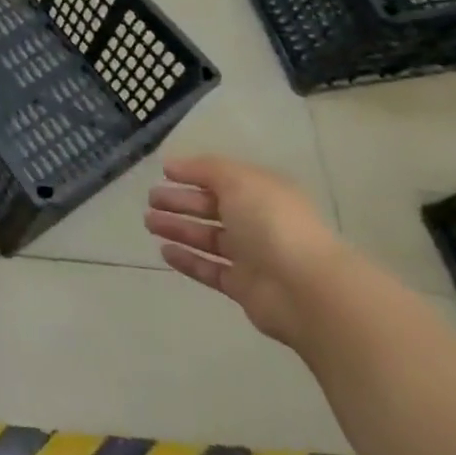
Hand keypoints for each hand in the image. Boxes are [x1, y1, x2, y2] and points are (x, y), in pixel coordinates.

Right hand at [143, 155, 347, 347]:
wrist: (306, 289)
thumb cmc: (272, 222)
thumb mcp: (238, 180)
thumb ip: (204, 169)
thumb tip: (172, 165)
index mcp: (260, 192)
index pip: (221, 178)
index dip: (192, 174)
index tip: (163, 172)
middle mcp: (256, 221)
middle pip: (211, 208)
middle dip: (180, 202)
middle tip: (150, 200)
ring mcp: (251, 256)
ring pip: (207, 238)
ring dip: (178, 229)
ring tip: (149, 223)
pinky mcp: (243, 287)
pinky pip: (209, 270)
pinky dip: (187, 260)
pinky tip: (164, 251)